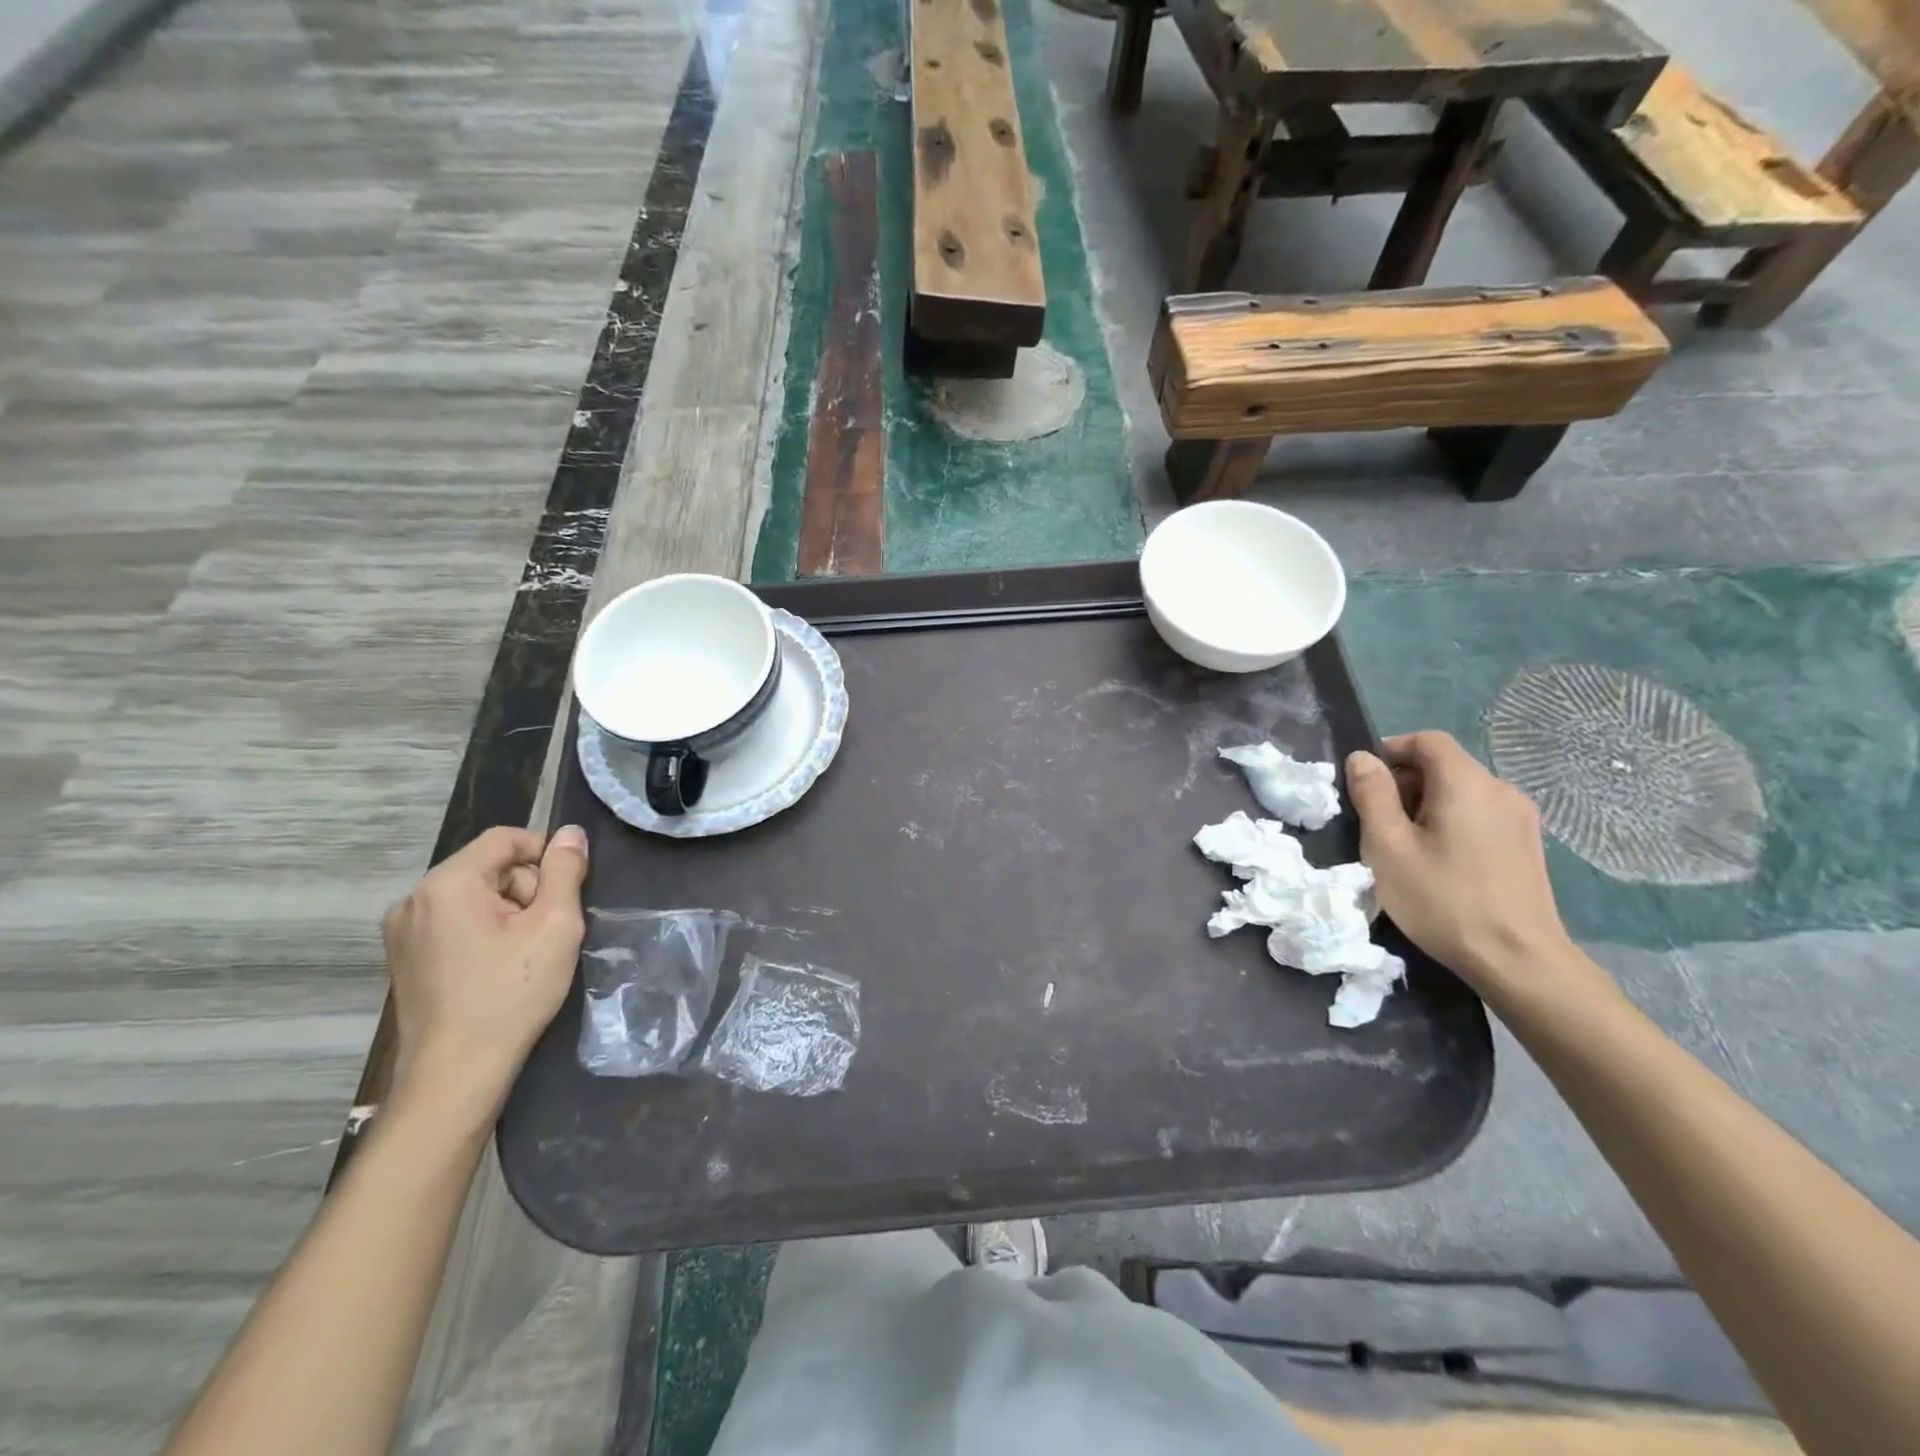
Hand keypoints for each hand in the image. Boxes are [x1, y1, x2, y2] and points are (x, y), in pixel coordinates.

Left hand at [381, 825, 588, 1118]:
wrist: (456, 1074)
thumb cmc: (511, 993)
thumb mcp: (555, 925)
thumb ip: (565, 871)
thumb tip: (570, 834)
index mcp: (448, 883)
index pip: (505, 838)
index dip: (544, 854)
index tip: (566, 892)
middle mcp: (414, 899)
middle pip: (488, 867)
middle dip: (525, 889)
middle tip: (546, 932)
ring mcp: (402, 931)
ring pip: (472, 896)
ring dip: (507, 912)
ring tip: (524, 954)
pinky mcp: (404, 959)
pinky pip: (453, 922)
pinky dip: (482, 933)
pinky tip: (497, 968)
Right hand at [1346, 733, 1602, 1005]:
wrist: (1518, 960)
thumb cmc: (1443, 899)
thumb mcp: (1388, 846)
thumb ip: (1372, 795)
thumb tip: (1362, 758)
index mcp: (1467, 783)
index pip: (1427, 740)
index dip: (1391, 750)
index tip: (1364, 782)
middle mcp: (1501, 789)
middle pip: (1445, 765)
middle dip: (1405, 782)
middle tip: (1376, 821)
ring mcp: (1521, 818)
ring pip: (1462, 792)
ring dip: (1426, 806)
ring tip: (1404, 846)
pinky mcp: (1527, 844)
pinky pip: (1480, 815)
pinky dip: (1451, 823)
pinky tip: (1439, 861)